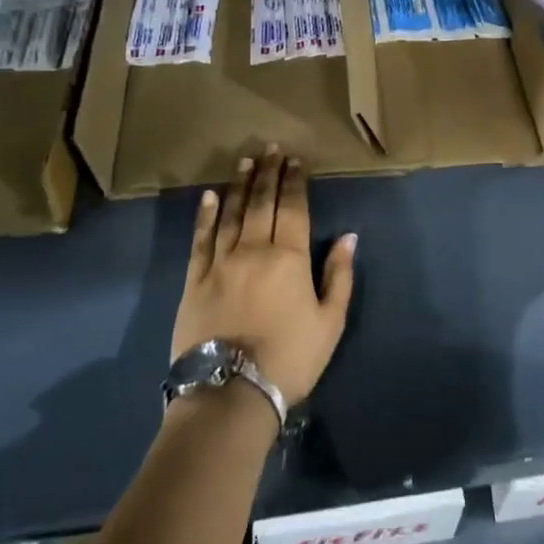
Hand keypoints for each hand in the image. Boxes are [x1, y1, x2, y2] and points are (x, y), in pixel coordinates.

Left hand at [171, 148, 356, 408]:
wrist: (230, 393)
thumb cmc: (290, 359)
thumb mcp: (330, 322)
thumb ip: (339, 275)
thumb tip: (349, 236)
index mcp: (289, 257)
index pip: (293, 208)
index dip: (295, 181)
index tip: (296, 160)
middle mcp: (254, 249)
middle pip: (262, 202)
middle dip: (269, 172)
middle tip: (271, 149)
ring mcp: (220, 262)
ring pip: (232, 213)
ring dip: (240, 185)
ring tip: (245, 161)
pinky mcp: (194, 280)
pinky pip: (200, 239)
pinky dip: (205, 215)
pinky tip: (209, 197)